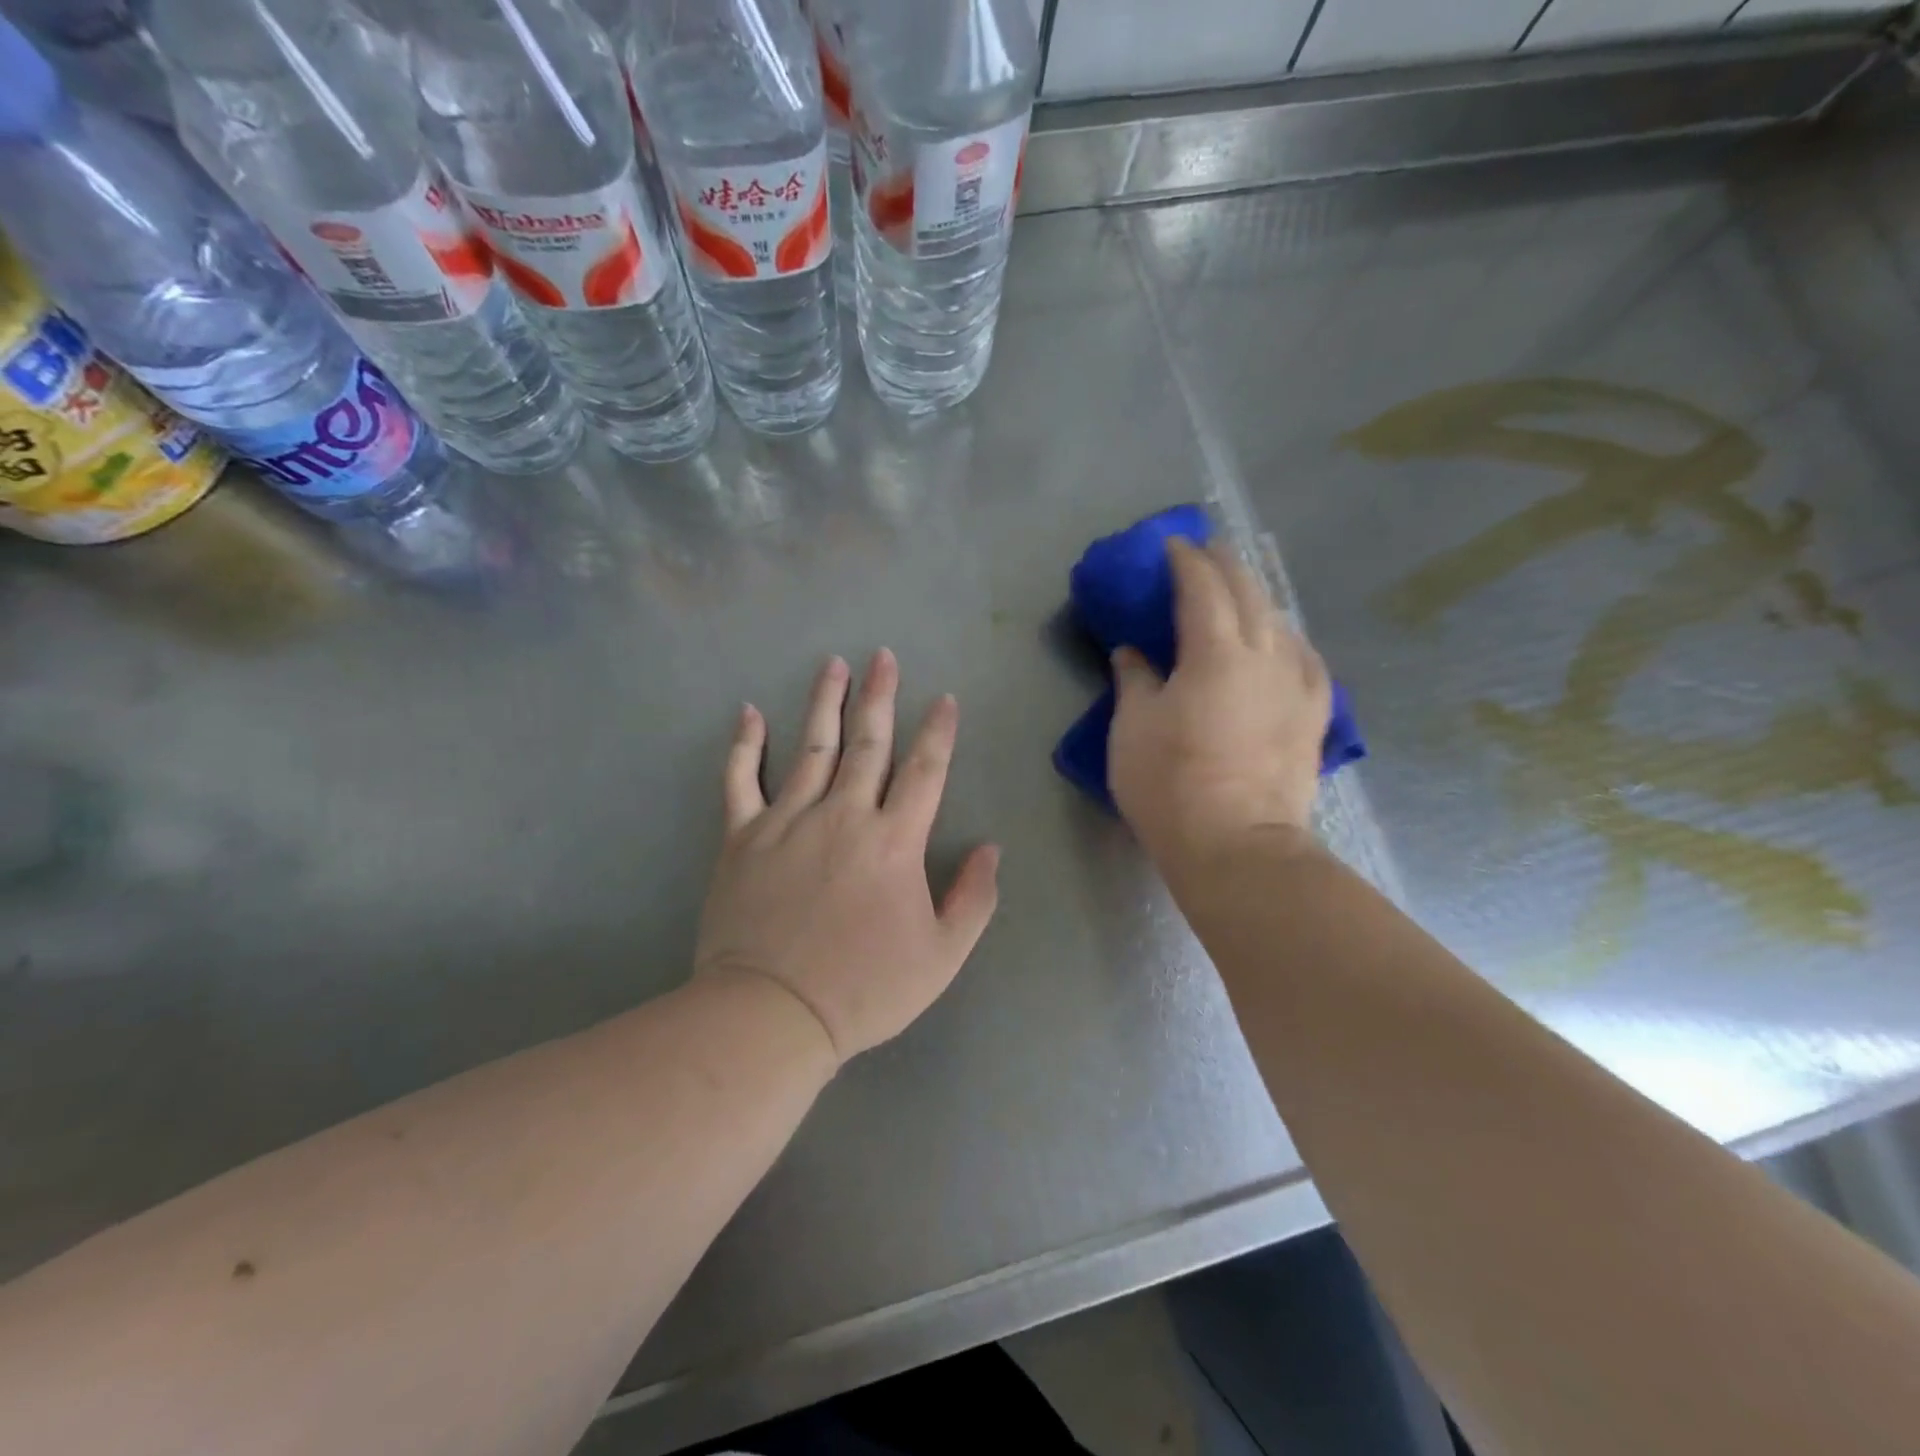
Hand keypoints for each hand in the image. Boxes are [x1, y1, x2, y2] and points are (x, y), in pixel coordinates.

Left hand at [694, 650, 1000, 1066]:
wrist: (771, 1014)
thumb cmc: (864, 989)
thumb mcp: (942, 956)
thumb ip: (974, 898)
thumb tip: (991, 848)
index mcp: (894, 841)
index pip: (924, 771)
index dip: (938, 732)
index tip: (944, 700)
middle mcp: (843, 815)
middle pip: (868, 744)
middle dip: (880, 697)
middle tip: (882, 657)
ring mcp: (788, 821)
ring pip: (811, 747)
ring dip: (825, 702)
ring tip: (834, 664)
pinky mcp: (743, 838)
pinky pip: (741, 780)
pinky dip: (744, 745)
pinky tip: (749, 712)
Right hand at [1110, 539, 1331, 870]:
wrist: (1237, 845)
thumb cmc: (1170, 785)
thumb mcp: (1132, 730)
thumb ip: (1134, 680)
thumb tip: (1132, 652)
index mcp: (1215, 653)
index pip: (1202, 588)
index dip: (1186, 561)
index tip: (1172, 546)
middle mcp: (1265, 656)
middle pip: (1249, 593)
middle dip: (1226, 565)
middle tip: (1206, 552)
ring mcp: (1297, 685)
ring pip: (1281, 622)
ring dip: (1257, 597)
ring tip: (1240, 592)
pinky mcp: (1314, 715)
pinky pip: (1304, 658)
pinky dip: (1286, 638)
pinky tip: (1281, 643)